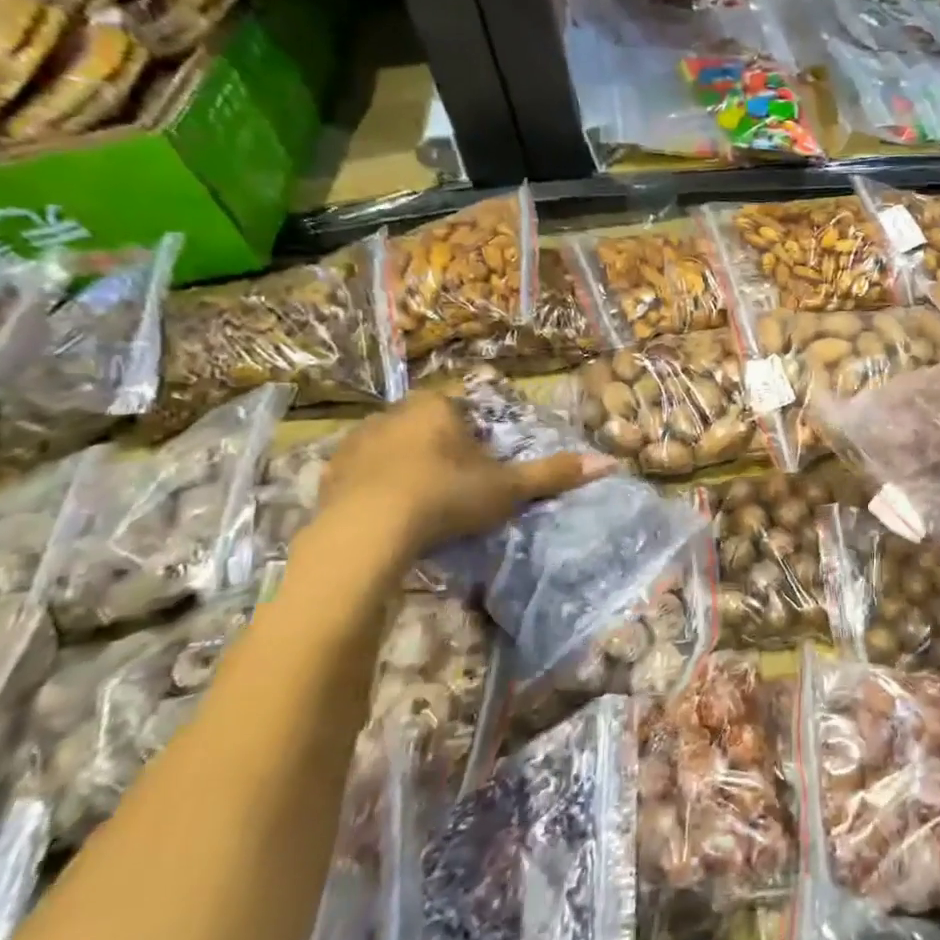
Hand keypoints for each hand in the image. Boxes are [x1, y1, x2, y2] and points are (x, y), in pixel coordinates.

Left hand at [321, 391, 615, 555]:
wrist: (366, 532)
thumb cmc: (446, 496)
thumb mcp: (507, 488)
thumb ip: (553, 474)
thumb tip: (610, 462)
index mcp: (437, 407)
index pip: (464, 408)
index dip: (477, 435)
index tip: (484, 464)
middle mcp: (393, 413)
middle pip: (428, 425)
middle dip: (442, 448)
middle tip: (458, 485)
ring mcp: (357, 441)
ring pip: (393, 447)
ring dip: (408, 466)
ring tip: (423, 503)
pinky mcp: (329, 472)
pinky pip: (363, 472)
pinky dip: (378, 487)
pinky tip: (390, 515)